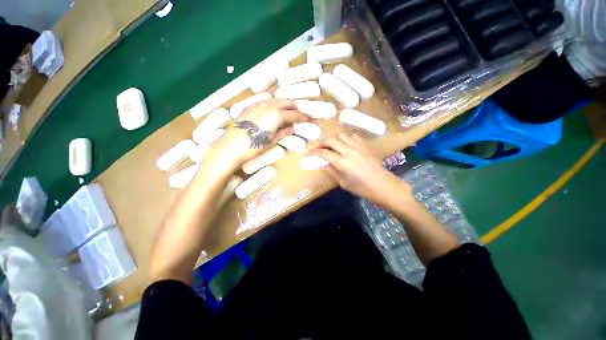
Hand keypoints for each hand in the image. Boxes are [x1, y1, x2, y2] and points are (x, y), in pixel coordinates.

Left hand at [207, 99, 306, 167]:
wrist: (231, 145)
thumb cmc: (254, 146)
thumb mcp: (272, 141)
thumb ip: (284, 132)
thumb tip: (292, 128)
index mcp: (277, 115)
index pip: (294, 114)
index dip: (302, 117)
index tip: (306, 120)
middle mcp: (269, 105)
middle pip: (287, 102)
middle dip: (295, 108)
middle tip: (298, 116)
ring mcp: (258, 104)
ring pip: (276, 100)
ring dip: (284, 106)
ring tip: (286, 115)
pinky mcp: (250, 106)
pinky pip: (266, 102)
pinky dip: (273, 106)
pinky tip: (272, 113)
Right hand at [310, 133, 412, 207]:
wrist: (382, 185)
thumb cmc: (361, 188)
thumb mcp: (343, 182)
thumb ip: (331, 170)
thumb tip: (322, 163)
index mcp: (342, 162)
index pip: (324, 152)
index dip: (314, 152)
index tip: (308, 153)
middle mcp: (348, 151)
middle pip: (330, 140)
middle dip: (321, 142)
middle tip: (317, 147)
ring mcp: (357, 146)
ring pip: (340, 135)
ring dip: (333, 139)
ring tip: (330, 145)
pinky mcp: (364, 145)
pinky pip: (352, 136)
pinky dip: (345, 138)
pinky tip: (344, 144)